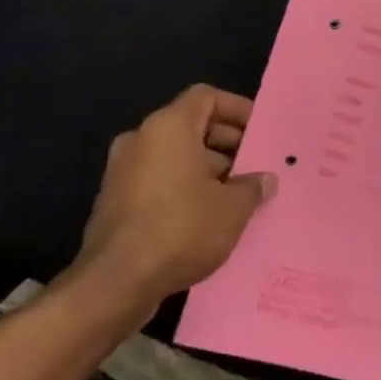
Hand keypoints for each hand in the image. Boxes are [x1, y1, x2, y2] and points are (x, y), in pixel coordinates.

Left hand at [71, 85, 276, 314]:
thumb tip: (264, 180)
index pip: (206, 97)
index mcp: (168, 128)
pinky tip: (211, 216)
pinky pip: (160, 179)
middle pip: (191, 126)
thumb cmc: (181, 229)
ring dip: (209, 168)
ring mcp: (123, 171)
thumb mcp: (232, 207)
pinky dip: (186, 187)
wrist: (116, 283)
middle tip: (257, 166)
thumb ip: (252, 186)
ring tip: (240, 195)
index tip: (261, 132)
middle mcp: (141, 140)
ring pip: (176, 155)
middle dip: (228, 143)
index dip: (237, 109)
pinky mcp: (116, 201)